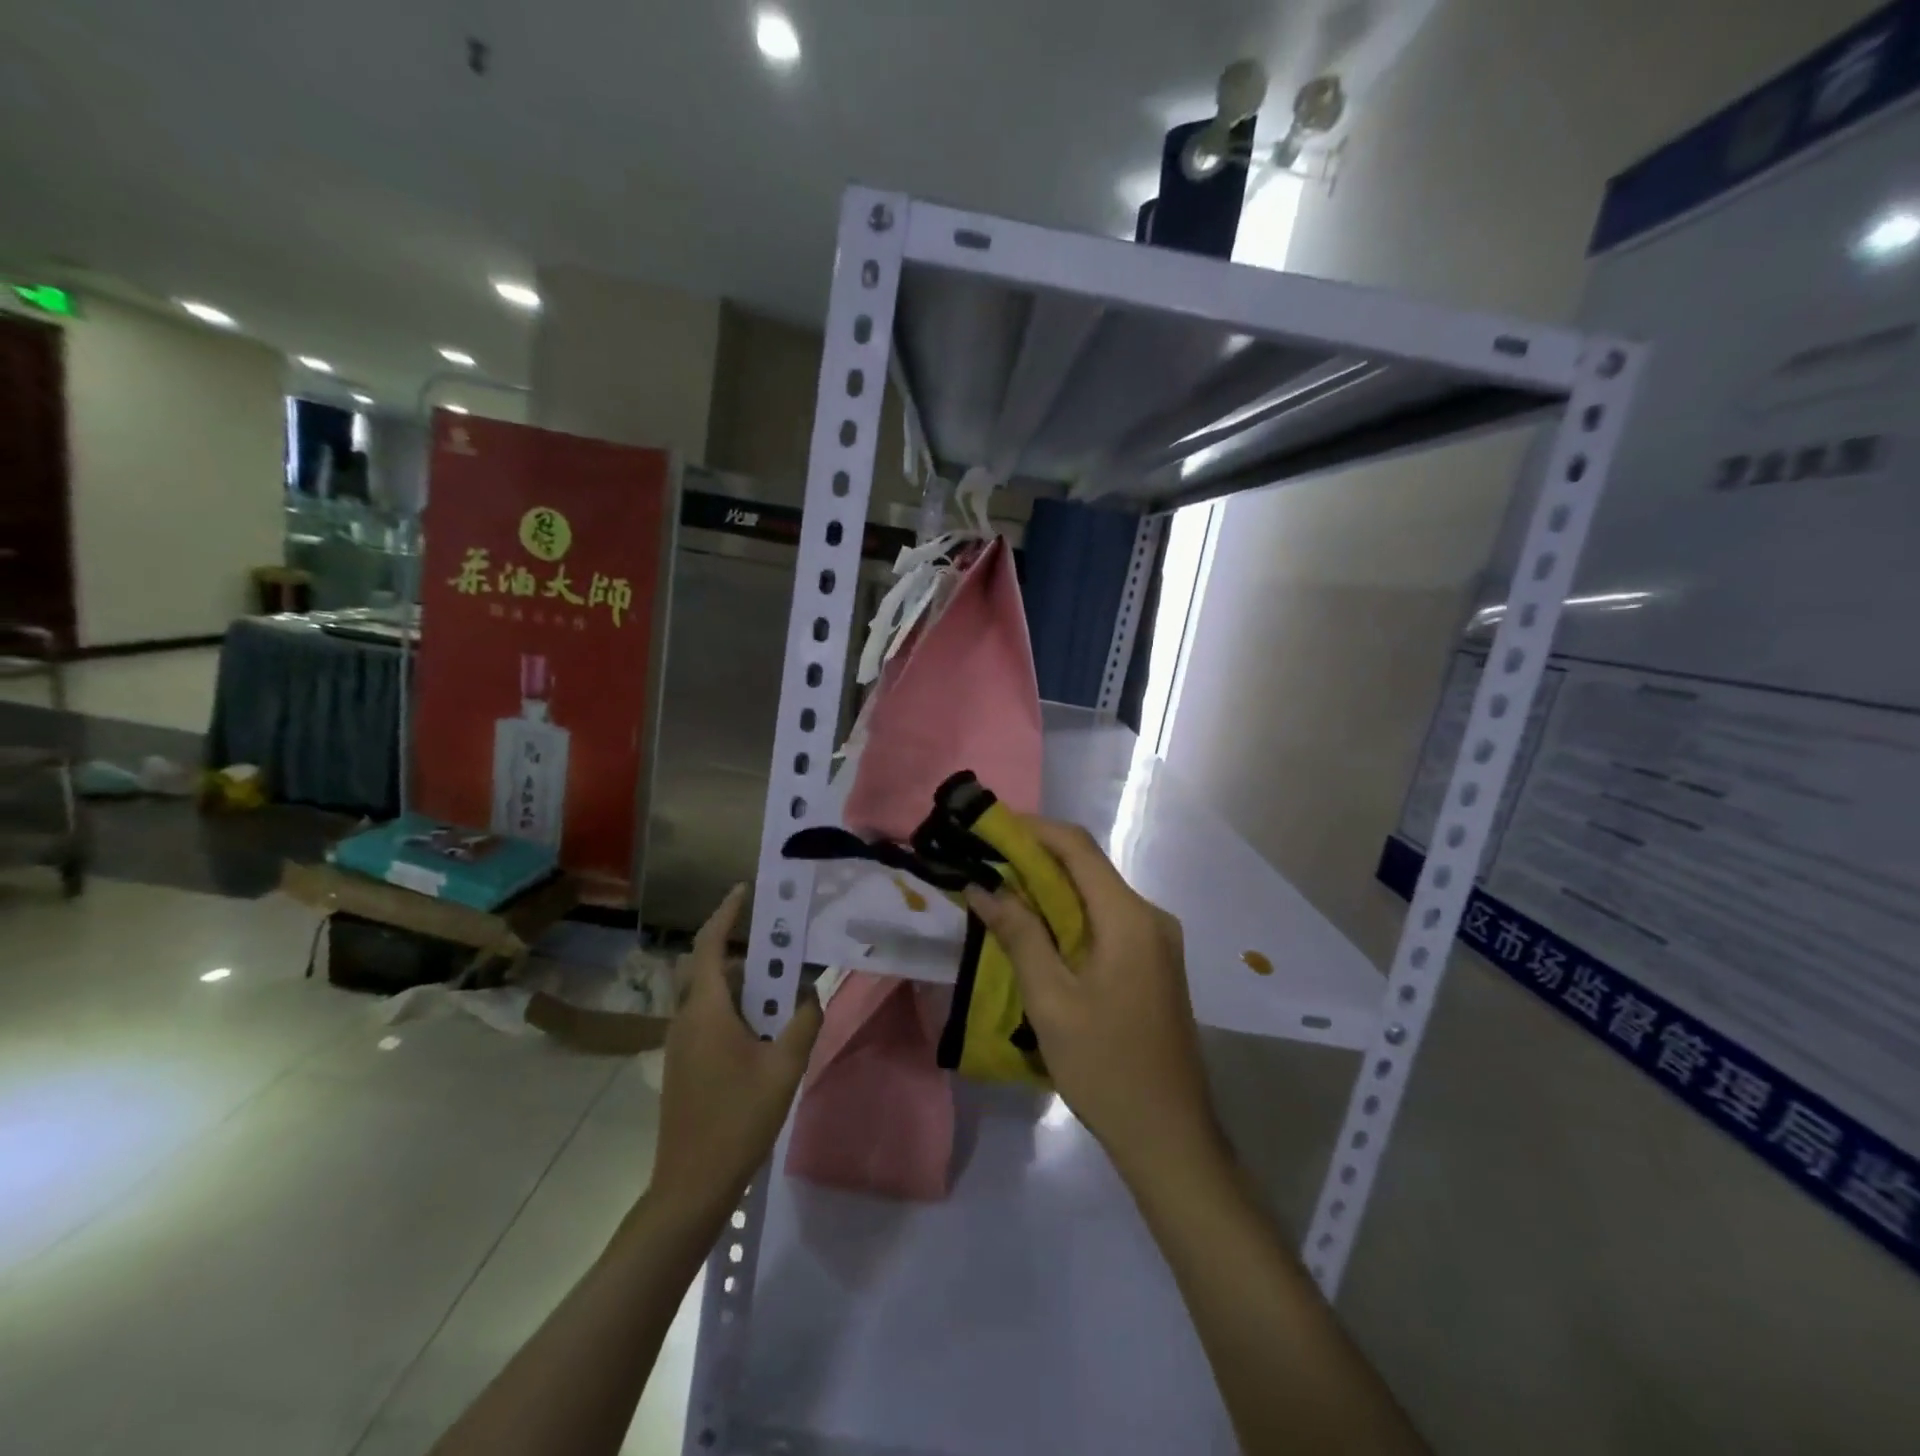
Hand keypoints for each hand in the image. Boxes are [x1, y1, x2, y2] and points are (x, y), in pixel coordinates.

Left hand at [651, 884, 822, 1222]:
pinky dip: (733, 1007)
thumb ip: (803, 1023)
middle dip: (742, 948)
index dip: (726, 913)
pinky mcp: (683, 1063)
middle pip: (709, 967)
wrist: (691, 1184)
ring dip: (741, 983)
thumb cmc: (738, 1119)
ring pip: (708, 995)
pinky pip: (707, 1017)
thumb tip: (812, 994)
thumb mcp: (784, 1068)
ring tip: (779, 987)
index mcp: (706, 1010)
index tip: (745, 890)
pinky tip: (762, 1028)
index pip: (711, 945)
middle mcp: (685, 1018)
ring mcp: (680, 1042)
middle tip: (779, 944)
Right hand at [964, 818, 1224, 1186]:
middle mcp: (1150, 917)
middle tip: (984, 862)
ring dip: (1050, 889)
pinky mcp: (1153, 963)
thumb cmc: (1105, 1067)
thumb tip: (983, 886)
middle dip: (1035, 858)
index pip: (1077, 848)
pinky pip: (1106, 921)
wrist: (1169, 1136)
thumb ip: (1019, 934)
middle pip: (1087, 868)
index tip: (988, 828)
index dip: (1032, 829)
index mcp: (1129, 917)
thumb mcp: (1051, 1000)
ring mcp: (1156, 941)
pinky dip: (1069, 915)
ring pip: (1096, 895)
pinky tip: (1038, 932)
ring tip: (1000, 893)